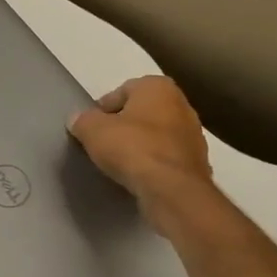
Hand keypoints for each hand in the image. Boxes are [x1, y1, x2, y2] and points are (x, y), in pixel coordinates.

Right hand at [68, 76, 214, 226]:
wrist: (172, 189)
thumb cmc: (132, 148)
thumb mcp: (93, 130)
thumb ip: (82, 120)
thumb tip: (78, 120)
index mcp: (158, 87)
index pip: (123, 90)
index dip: (103, 109)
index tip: (91, 128)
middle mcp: (182, 105)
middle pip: (143, 112)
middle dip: (124, 126)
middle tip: (104, 144)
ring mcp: (194, 135)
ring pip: (157, 135)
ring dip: (141, 145)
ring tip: (121, 163)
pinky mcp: (198, 163)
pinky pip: (167, 158)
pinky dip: (154, 164)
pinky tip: (139, 177)